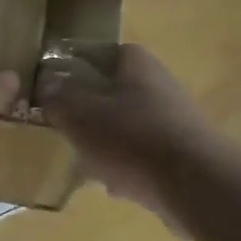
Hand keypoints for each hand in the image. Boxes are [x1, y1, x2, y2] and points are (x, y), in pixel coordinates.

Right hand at [39, 43, 205, 220]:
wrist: (195, 184)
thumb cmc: (130, 138)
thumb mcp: (78, 115)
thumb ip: (57, 98)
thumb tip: (46, 86)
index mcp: (133, 63)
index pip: (96, 54)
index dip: (70, 70)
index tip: (51, 92)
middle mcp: (157, 82)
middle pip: (109, 92)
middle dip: (86, 114)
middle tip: (64, 131)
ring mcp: (173, 118)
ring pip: (124, 125)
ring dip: (104, 144)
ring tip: (85, 164)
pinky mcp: (181, 151)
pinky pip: (142, 154)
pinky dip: (126, 166)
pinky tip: (114, 186)